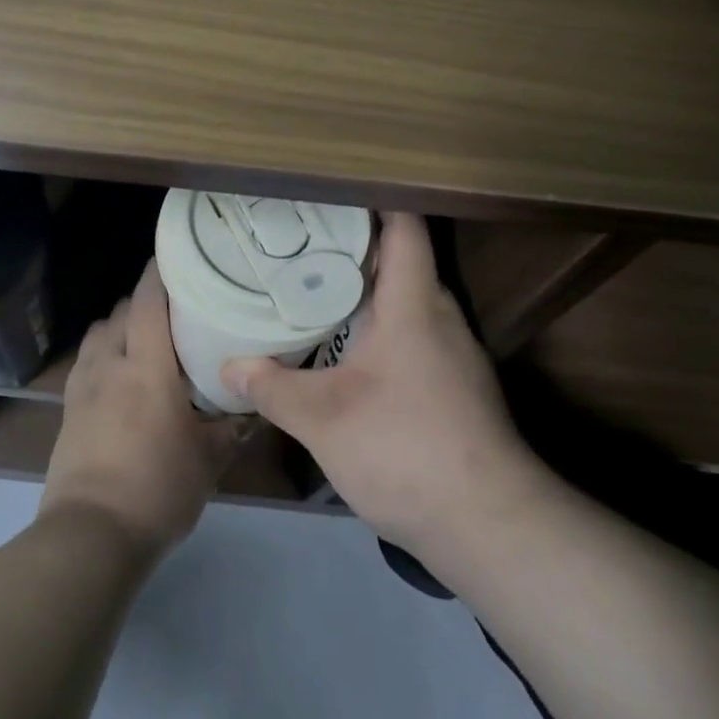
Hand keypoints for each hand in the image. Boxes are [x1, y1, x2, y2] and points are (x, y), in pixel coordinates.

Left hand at [40, 261, 239, 558]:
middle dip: (145, 301)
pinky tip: (121, 376)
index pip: (148, 301)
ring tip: (146, 341)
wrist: (90, 536)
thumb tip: (252, 406)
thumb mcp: (208, 460)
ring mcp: (83, 385)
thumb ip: (232, 427)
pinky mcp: (68, 407)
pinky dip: (104, 352)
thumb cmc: (157, 489)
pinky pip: (87, 360)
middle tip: (176, 310)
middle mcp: (110, 363)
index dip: (160, 272)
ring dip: (121, 326)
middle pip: (123, 311)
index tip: (178, 257)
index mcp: (146, 367)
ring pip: (100, 333)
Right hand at [221, 213, 546, 557]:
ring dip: (367, 288)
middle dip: (354, 243)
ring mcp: (453, 352)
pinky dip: (380, 324)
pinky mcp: (455, 384)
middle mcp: (440, 316)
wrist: (489, 525)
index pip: (404, 227)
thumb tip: (228, 367)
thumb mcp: (323, 419)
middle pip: (402, 259)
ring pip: (407, 299)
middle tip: (301, 238)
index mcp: (413, 304)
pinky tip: (347, 346)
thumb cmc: (405, 449)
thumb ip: (273, 387)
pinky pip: (413, 332)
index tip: (327, 192)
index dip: (372, 199)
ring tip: (314, 284)